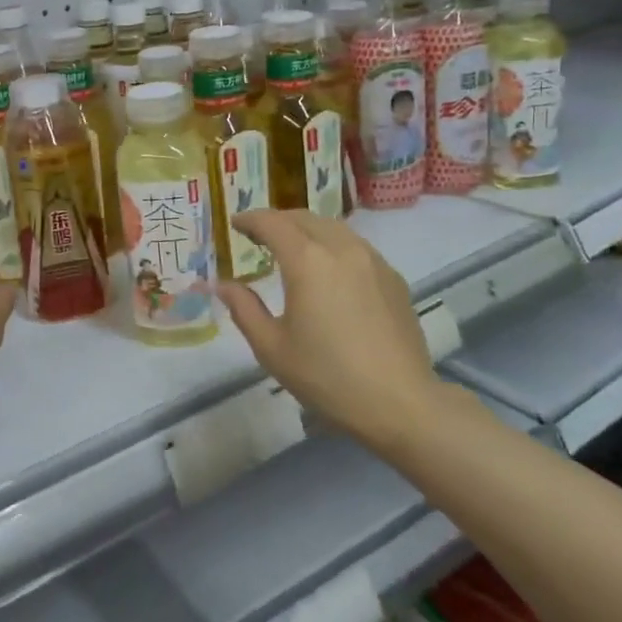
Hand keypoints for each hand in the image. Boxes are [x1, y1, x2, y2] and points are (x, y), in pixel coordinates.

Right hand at [218, 210, 445, 455]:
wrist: (400, 402)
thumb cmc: (327, 376)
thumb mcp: (272, 347)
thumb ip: (244, 308)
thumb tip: (222, 284)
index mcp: (307, 261)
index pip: (272, 223)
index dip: (250, 219)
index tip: (235, 224)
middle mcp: (341, 248)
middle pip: (304, 218)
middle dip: (278, 221)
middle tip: (259, 235)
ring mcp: (373, 260)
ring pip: (333, 228)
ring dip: (307, 230)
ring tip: (293, 248)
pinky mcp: (393, 278)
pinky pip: (356, 247)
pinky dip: (333, 246)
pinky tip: (330, 271)